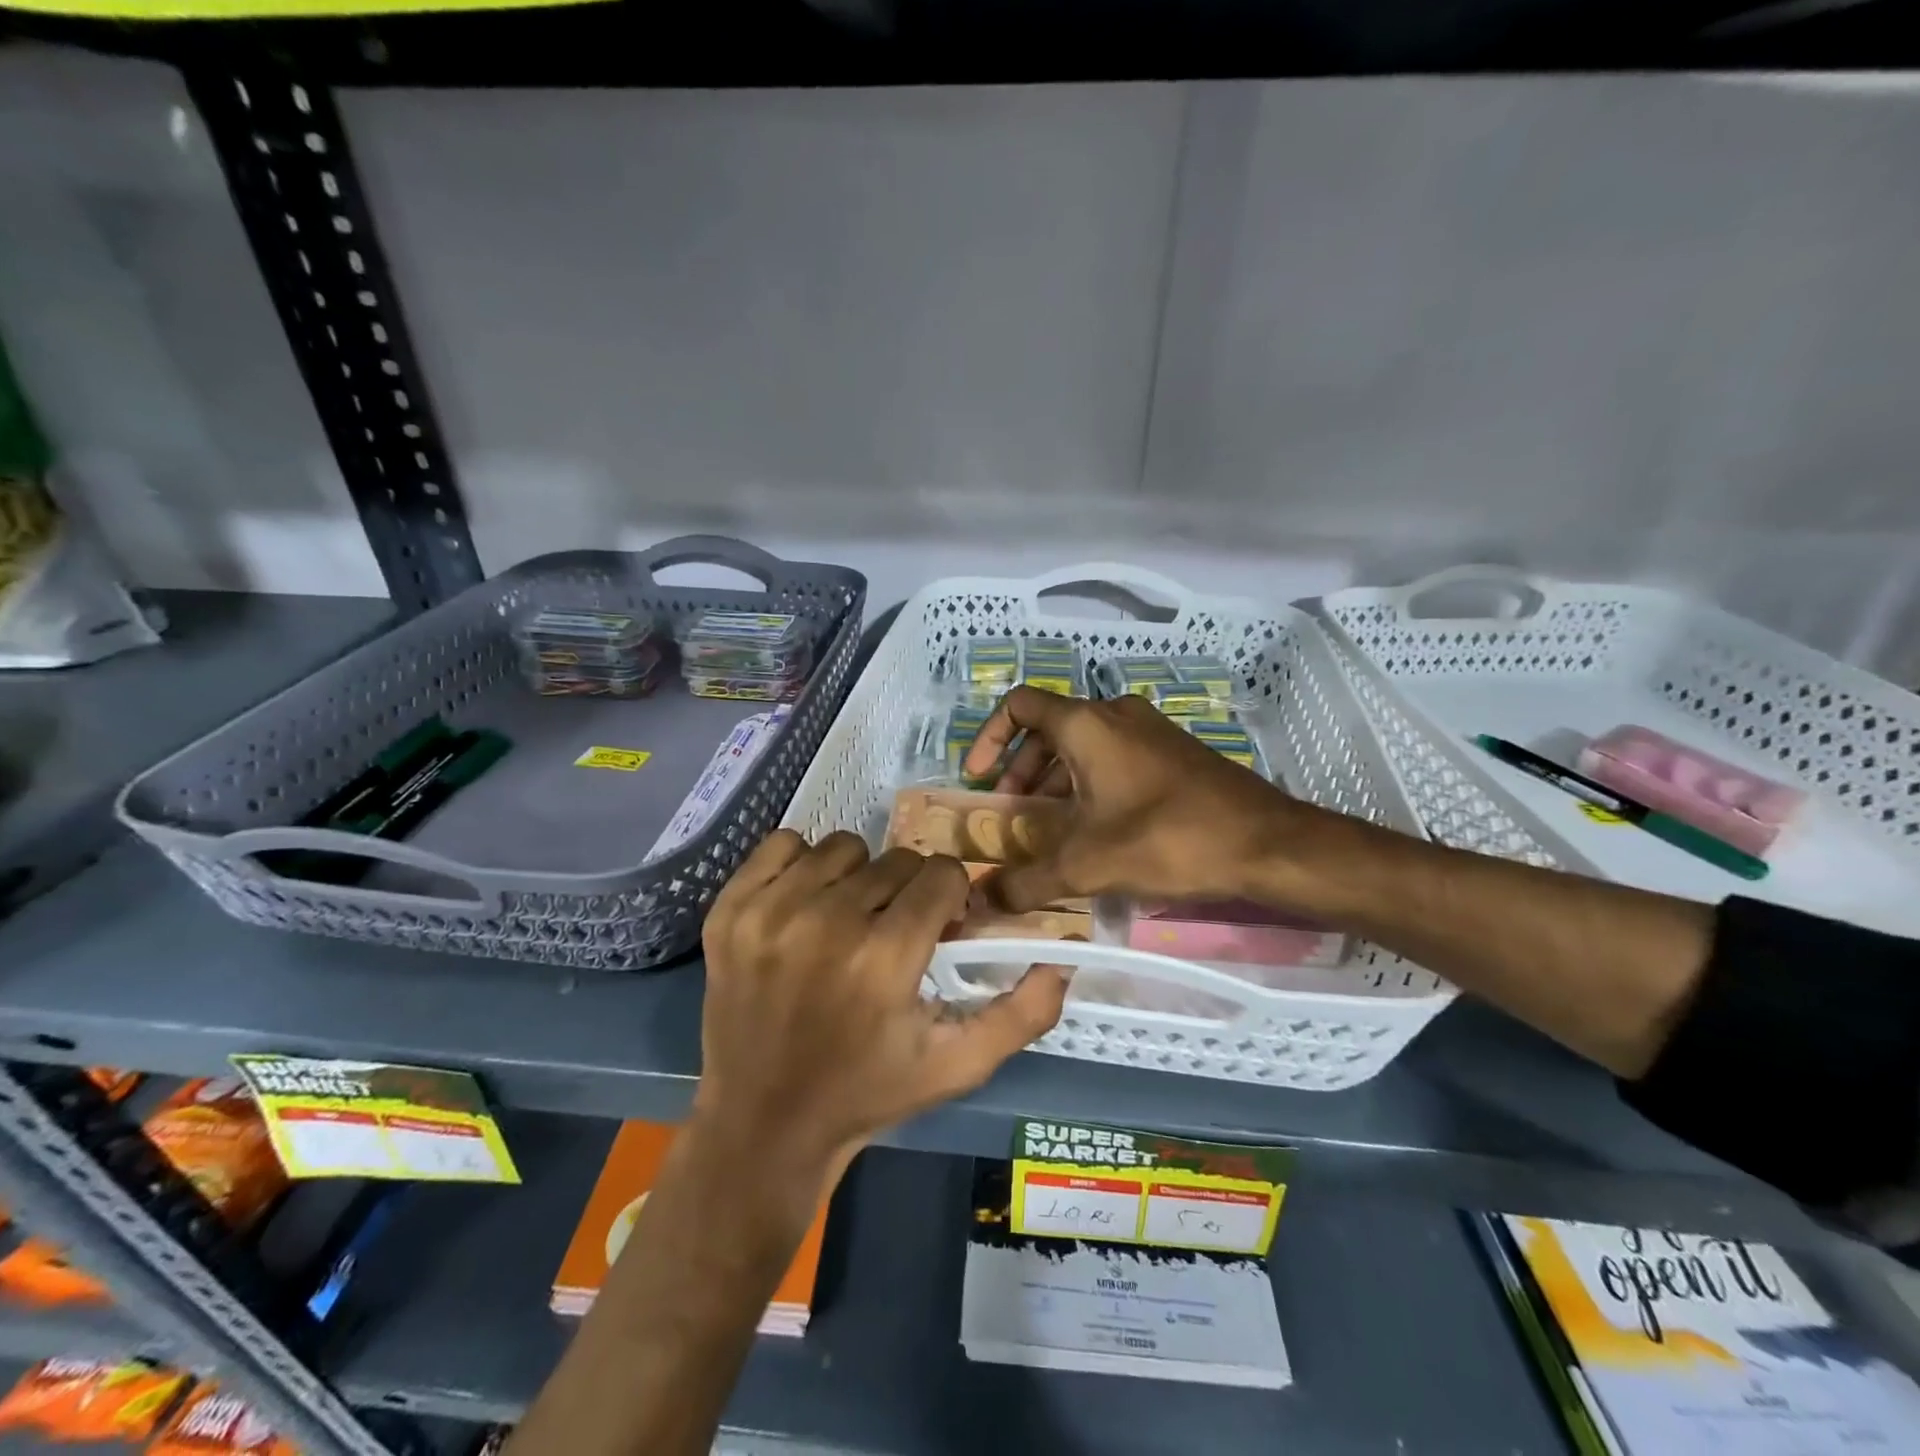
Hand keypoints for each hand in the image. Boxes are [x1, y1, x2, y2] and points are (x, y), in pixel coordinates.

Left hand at [695, 830, 1067, 1171]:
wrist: (762, 1124)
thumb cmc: (867, 1092)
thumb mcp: (956, 1066)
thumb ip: (1021, 1013)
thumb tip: (1062, 957)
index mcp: (884, 959)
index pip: (941, 875)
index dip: (949, 900)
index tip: (936, 930)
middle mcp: (826, 923)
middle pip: (897, 860)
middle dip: (908, 892)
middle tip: (892, 934)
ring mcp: (769, 912)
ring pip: (844, 847)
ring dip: (858, 878)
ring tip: (848, 922)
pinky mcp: (730, 908)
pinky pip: (783, 844)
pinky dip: (802, 867)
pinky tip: (804, 908)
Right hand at [961, 686, 1321, 911]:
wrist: (1266, 843)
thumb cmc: (1167, 839)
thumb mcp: (1087, 865)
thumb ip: (1026, 882)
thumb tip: (981, 900)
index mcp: (1087, 724)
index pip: (1020, 706)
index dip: (989, 736)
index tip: (978, 779)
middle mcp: (1116, 715)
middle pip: (1048, 729)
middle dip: (1020, 770)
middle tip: (1012, 815)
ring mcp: (1149, 731)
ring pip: (1082, 744)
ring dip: (1054, 780)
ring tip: (1048, 829)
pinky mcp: (1172, 752)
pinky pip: (1113, 756)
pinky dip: (1088, 783)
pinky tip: (1094, 829)